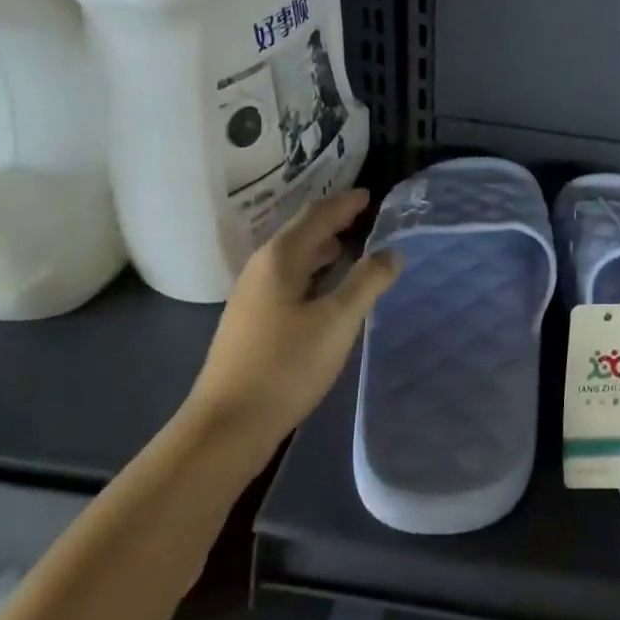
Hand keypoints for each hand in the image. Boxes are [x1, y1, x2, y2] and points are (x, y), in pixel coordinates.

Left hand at [188, 190, 399, 457]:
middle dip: (333, 221)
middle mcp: (261, 269)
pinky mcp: (253, 321)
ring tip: (352, 246)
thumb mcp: (337, 321)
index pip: (316, 216)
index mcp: (279, 259)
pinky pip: (290, 279)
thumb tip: (391, 252)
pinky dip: (314, 271)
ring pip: (294, 258)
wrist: (228, 425)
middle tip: (366, 216)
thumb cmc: (286, 366)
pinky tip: (327, 288)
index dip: (344, 203)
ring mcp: (253, 296)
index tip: (370, 194)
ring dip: (323, 247)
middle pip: (301, 232)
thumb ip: (367, 282)